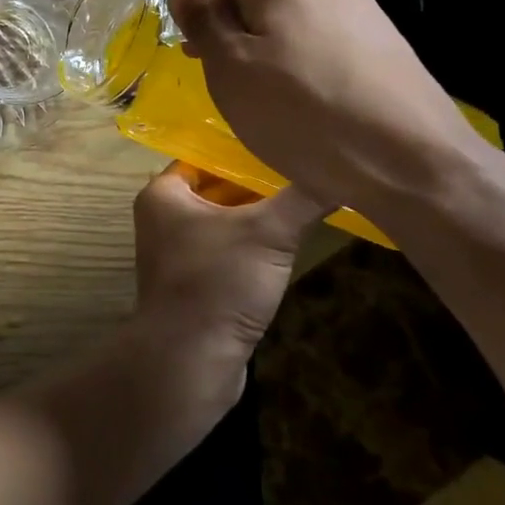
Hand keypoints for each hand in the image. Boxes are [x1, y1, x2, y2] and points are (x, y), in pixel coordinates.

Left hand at [131, 163, 321, 401]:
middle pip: (217, 189)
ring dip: (257, 218)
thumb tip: (342, 170)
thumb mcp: (268, 233)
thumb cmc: (219, 281)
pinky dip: (251, 248)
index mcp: (164, 193)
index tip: (284, 145)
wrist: (191, 359)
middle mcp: (163, 217)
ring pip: (223, 222)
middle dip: (256, 185)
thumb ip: (302, 198)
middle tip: (302, 173)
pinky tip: (286, 247)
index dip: (244, 151)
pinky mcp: (193, 283)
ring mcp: (176, 252)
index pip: (206, 156)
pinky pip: (225, 252)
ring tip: (303, 203)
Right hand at [168, 0, 483, 214]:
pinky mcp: (386, 43)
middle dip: (232, 25)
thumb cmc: (303, 114)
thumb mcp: (231, 70)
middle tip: (223, 77)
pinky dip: (302, 60)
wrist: (415, 163)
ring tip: (266, 95)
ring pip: (292, 16)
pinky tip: (308, 102)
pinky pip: (324, 38)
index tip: (194, 48)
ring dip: (265, 44)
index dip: (197, 1)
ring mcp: (363, 10)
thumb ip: (203, 21)